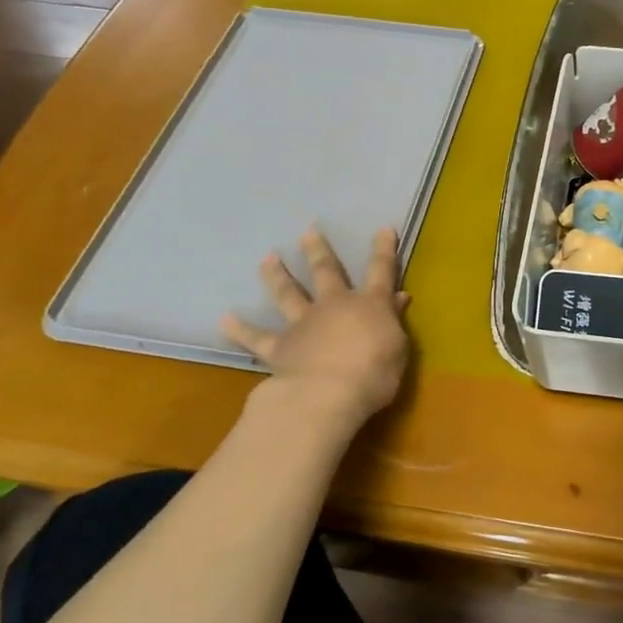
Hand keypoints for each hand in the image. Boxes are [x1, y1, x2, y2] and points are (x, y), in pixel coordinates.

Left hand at [221, 228, 409, 426]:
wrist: (328, 394)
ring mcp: (303, 324)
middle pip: (326, 272)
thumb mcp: (398, 347)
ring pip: (288, 294)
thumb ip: (394, 321)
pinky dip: (240, 329)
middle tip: (307, 231)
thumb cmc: (375, 373)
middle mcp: (334, 306)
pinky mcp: (279, 347)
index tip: (383, 229)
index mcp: (370, 305)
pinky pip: (256, 337)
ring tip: (267, 259)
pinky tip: (224, 319)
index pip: (381, 271)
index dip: (384, 250)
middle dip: (318, 251)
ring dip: (277, 276)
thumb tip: (398, 297)